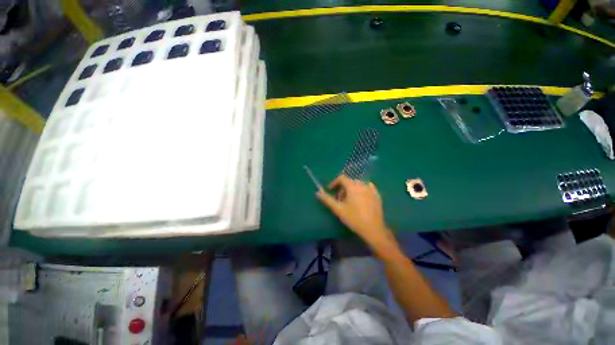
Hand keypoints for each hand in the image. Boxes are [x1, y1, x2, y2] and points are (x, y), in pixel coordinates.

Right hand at [317, 175, 390, 243]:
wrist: (373, 229)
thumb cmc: (354, 218)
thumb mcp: (338, 209)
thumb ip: (327, 199)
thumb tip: (317, 193)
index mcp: (353, 186)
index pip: (342, 178)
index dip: (334, 182)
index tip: (330, 190)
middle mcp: (362, 185)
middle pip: (349, 182)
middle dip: (342, 188)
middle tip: (339, 199)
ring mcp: (371, 189)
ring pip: (358, 184)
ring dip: (351, 189)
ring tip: (349, 201)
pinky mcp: (377, 195)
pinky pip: (368, 187)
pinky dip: (361, 190)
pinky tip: (360, 199)